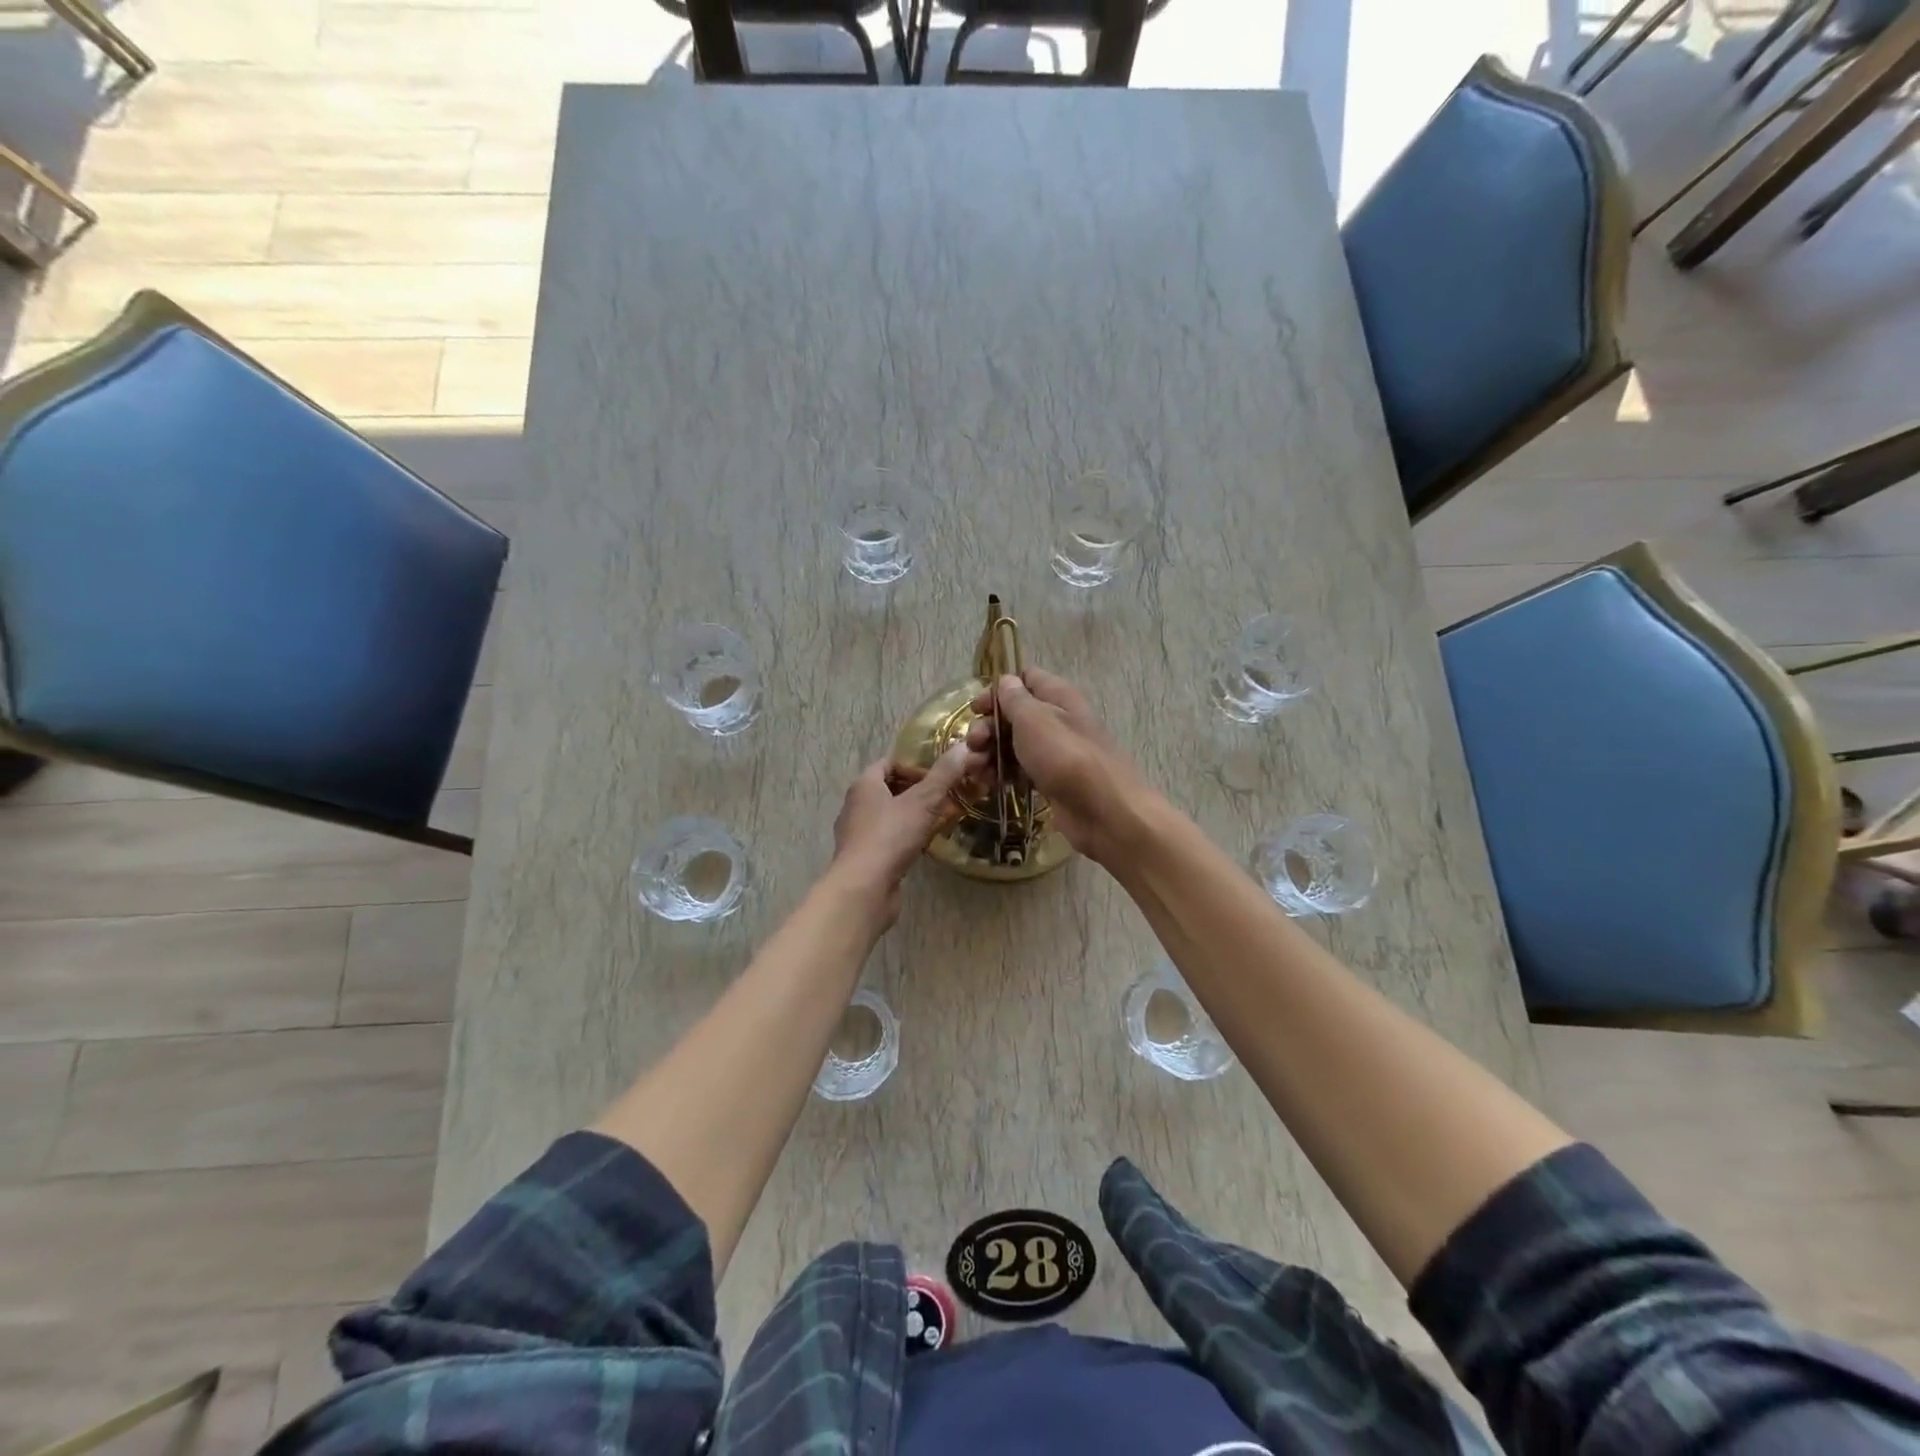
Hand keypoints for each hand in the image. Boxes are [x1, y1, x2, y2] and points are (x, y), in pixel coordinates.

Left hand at [831, 743, 983, 922]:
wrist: (863, 888)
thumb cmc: (890, 837)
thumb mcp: (923, 802)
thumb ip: (943, 775)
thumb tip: (964, 747)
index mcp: (864, 785)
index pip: (889, 763)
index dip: (914, 765)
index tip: (940, 774)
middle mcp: (856, 805)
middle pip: (890, 789)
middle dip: (918, 791)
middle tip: (947, 795)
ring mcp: (858, 833)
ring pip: (890, 816)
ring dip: (914, 815)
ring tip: (942, 819)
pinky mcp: (865, 858)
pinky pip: (889, 839)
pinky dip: (906, 837)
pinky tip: (926, 844)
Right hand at [967, 669, 1150, 863]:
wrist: (1103, 810)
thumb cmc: (1066, 757)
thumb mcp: (1034, 720)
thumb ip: (1016, 699)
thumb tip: (1006, 681)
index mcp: (1058, 697)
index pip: (1026, 678)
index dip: (998, 690)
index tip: (976, 709)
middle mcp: (1057, 719)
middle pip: (1014, 715)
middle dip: (988, 727)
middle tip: (973, 745)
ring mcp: (1055, 752)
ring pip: (1014, 744)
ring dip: (990, 753)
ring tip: (974, 771)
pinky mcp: (1051, 780)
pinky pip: (1021, 770)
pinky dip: (1003, 774)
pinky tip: (987, 784)